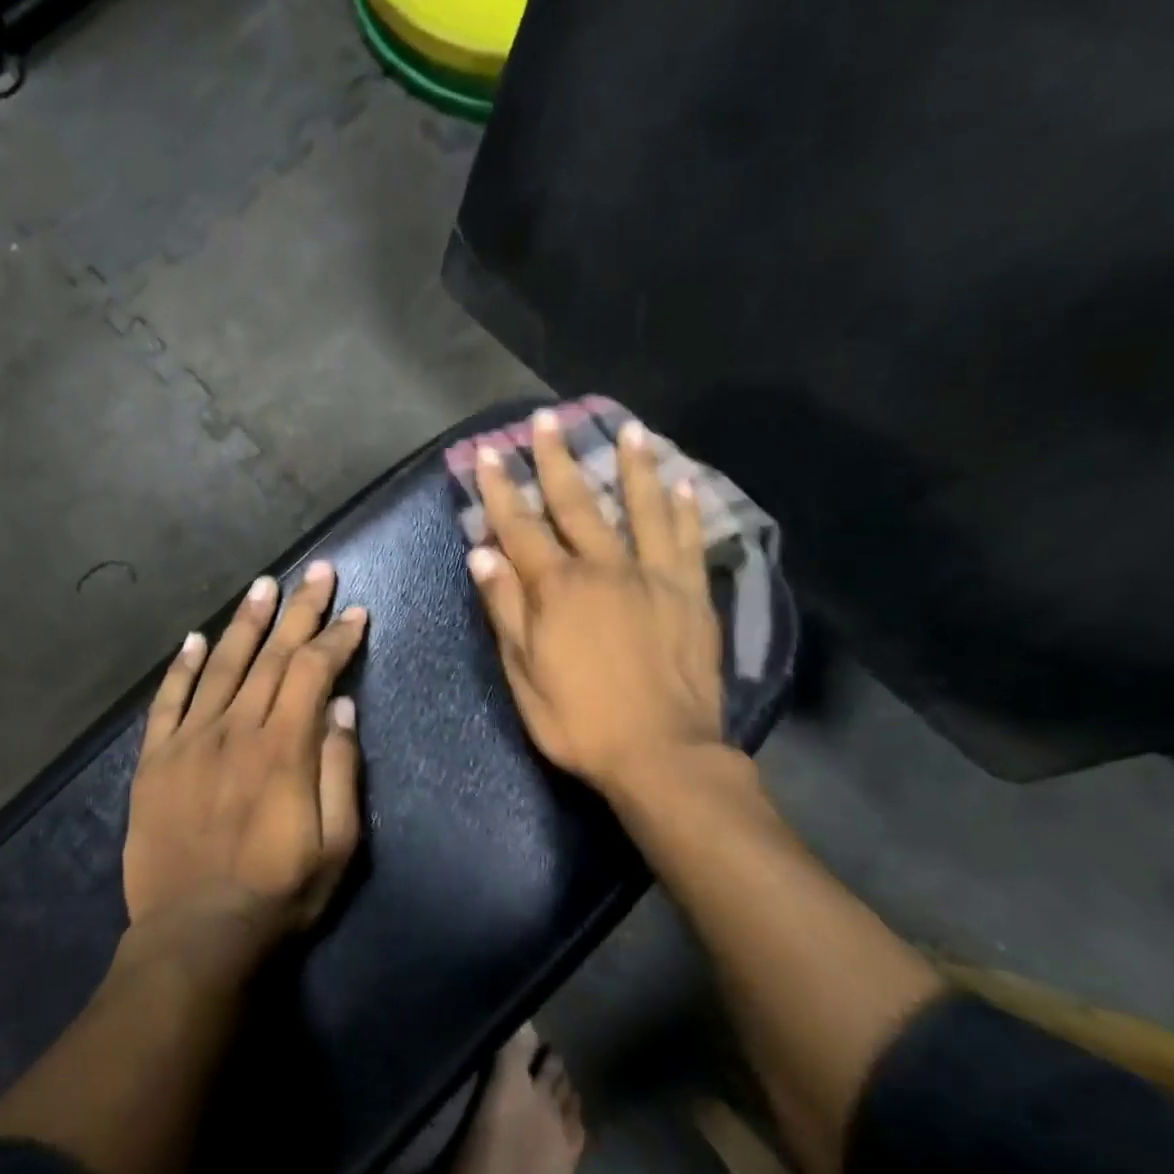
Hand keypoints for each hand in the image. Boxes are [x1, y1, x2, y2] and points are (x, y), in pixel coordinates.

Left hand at [123, 562, 365, 938]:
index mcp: (283, 747)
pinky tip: (195, 639)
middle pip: (272, 655)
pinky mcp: (155, 761)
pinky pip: (168, 701)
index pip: (314, 671)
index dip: (337, 638)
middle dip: (299, 609)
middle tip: (317, 571)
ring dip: (245, 622)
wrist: (196, 936)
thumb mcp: (337, 844)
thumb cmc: (279, 893)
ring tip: (263, 585)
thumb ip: (341, 770)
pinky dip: (182, 667)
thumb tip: (342, 708)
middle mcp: (235, 729)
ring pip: (221, 665)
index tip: (356, 612)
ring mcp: (190, 741)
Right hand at [467, 408, 727, 798]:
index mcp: (557, 589)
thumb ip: (505, 610)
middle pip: (577, 504)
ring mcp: (653, 577)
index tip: (490, 454)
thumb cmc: (580, 721)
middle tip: (547, 420)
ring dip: (631, 467)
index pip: (520, 528)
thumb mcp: (524, 674)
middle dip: (557, 460)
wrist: (661, 753)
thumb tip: (482, 554)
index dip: (502, 490)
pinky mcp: (691, 595)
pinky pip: (689, 542)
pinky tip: (684, 483)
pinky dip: (686, 510)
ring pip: (641, 509)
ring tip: (629, 430)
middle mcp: (604, 569)